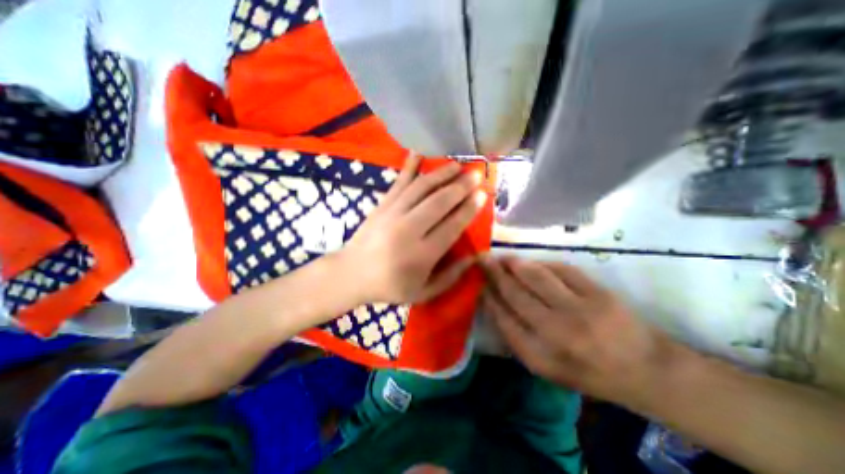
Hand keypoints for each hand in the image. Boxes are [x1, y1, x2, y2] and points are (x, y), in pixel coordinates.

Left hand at [334, 154, 484, 305]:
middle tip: (476, 174)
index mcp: (421, 254)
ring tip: (457, 165)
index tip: (482, 195)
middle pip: (439, 202)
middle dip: (460, 186)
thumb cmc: (390, 286)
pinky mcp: (382, 205)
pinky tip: (419, 152)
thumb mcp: (423, 292)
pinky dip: (409, 166)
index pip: (452, 226)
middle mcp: (408, 230)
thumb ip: (450, 277)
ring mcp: (392, 213)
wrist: (351, 273)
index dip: (468, 209)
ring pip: (421, 188)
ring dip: (441, 174)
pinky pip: (398, 182)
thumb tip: (474, 258)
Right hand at [481, 257, 674, 405]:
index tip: (479, 283)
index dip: (488, 296)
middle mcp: (556, 332)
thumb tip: (493, 303)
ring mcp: (579, 310)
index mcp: (540, 356)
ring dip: (514, 263)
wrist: (646, 370)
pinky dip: (541, 263)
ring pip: (535, 276)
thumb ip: (516, 337)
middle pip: (515, 293)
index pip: (502, 318)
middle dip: (494, 273)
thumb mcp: (545, 367)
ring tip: (502, 257)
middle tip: (481, 259)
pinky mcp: (598, 293)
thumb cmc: (587, 372)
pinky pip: (560, 269)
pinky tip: (531, 263)